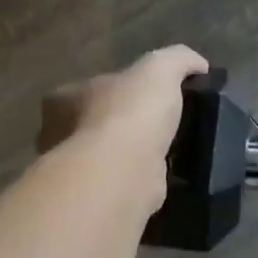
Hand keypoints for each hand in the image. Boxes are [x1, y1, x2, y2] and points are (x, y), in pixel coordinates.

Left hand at [39, 47, 208, 204]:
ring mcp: (76, 170)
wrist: (124, 170)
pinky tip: (163, 177)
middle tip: (157, 126)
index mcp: (62, 100)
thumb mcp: (159, 68)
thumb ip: (178, 60)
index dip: (115, 90)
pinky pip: (120, 182)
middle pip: (93, 124)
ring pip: (106, 157)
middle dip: (120, 125)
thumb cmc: (129, 112)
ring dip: (130, 155)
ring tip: (166, 153)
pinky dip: (138, 179)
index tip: (144, 97)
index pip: (86, 89)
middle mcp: (59, 136)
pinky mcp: (96, 198)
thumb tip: (199, 65)